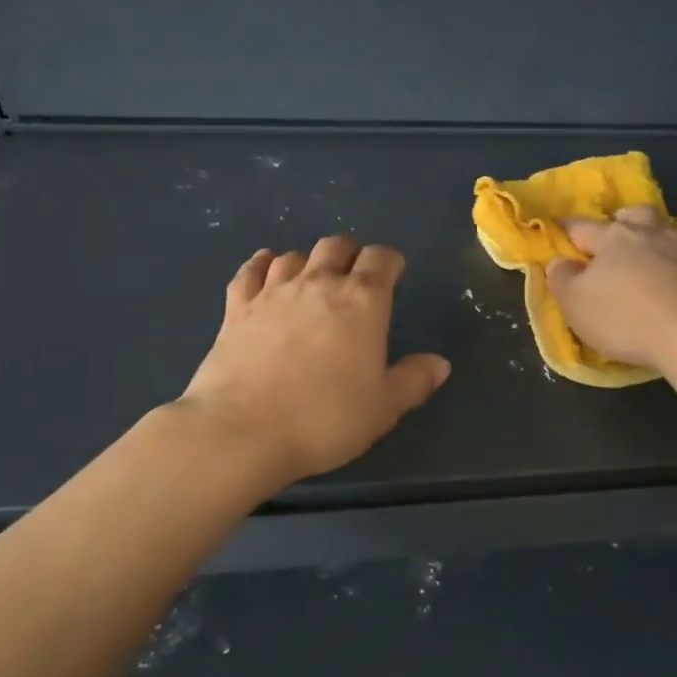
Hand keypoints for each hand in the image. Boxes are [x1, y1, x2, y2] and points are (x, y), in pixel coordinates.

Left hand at [180, 236, 450, 486]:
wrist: (243, 431)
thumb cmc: (325, 418)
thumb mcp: (383, 407)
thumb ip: (414, 380)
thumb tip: (440, 363)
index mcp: (363, 301)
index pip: (382, 258)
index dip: (390, 262)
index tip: (394, 274)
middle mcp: (319, 283)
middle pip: (336, 245)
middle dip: (350, 254)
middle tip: (354, 277)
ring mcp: (273, 292)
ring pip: (294, 255)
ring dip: (308, 261)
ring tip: (312, 280)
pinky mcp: (236, 308)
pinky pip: (251, 271)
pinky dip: (262, 265)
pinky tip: (266, 270)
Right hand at [546, 203, 676, 372]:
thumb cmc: (625, 320)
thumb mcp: (575, 305)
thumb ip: (562, 279)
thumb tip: (558, 261)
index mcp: (613, 239)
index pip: (582, 227)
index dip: (569, 230)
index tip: (562, 232)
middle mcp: (654, 231)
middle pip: (637, 213)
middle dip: (627, 220)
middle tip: (621, 240)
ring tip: (674, 238)